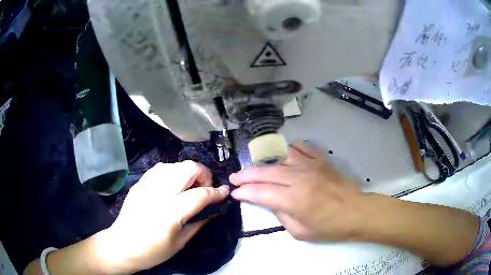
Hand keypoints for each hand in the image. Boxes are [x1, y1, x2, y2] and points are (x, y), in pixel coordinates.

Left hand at [97, 161, 229, 273]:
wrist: (122, 245)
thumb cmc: (152, 251)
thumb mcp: (180, 242)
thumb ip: (199, 223)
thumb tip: (214, 210)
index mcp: (170, 212)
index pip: (200, 195)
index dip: (216, 192)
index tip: (225, 192)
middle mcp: (159, 192)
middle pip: (188, 168)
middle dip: (203, 175)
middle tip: (205, 189)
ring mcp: (147, 185)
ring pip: (174, 164)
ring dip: (187, 172)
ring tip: (189, 186)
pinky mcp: (139, 183)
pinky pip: (160, 169)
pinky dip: (173, 172)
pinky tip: (173, 184)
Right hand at [230, 142, 363, 241]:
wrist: (357, 212)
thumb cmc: (330, 227)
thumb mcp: (300, 232)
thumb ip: (281, 216)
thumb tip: (272, 202)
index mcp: (293, 199)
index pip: (260, 192)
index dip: (244, 192)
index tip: (234, 193)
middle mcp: (299, 178)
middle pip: (265, 172)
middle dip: (246, 175)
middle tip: (234, 178)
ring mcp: (310, 165)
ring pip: (279, 156)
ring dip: (263, 161)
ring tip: (255, 167)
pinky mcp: (320, 160)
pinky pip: (300, 148)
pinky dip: (288, 149)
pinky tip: (283, 154)